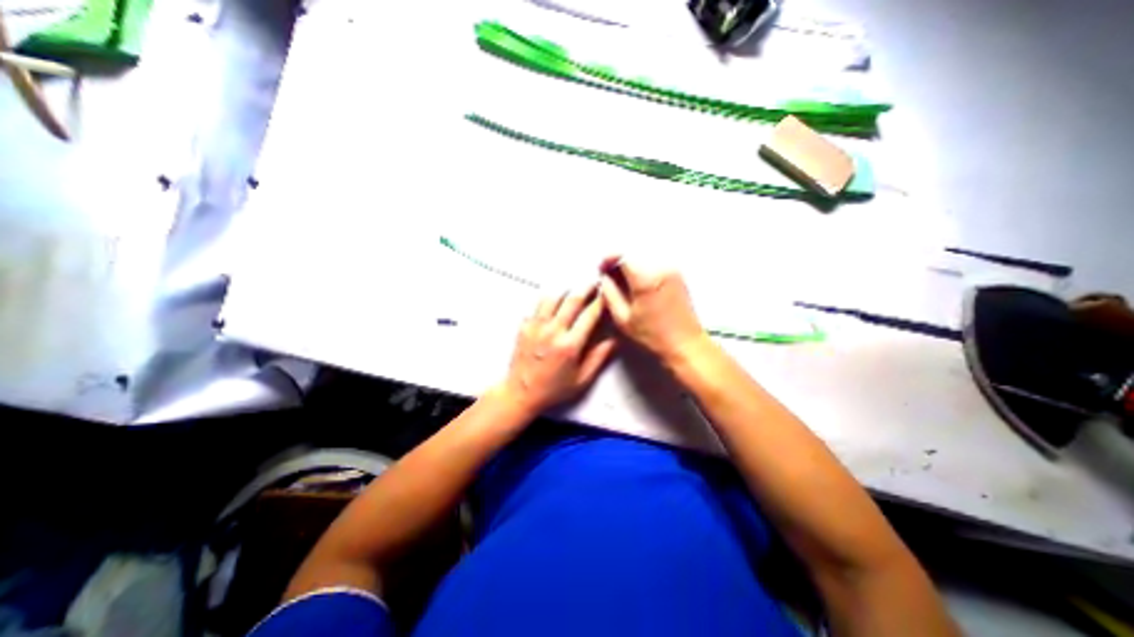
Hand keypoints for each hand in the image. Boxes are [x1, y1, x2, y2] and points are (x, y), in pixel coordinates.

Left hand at [499, 287, 616, 411]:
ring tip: (574, 291)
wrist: (520, 393)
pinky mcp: (524, 326)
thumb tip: (615, 339)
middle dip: (586, 288)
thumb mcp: (582, 379)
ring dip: (566, 291)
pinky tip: (554, 303)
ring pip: (553, 297)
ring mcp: (536, 326)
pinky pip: (538, 305)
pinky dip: (549, 300)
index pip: (590, 315)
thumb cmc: (553, 389)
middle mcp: (553, 331)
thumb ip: (599, 357)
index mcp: (570, 345)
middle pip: (572, 300)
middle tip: (594, 283)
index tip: (607, 294)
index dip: (600, 302)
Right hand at [598, 253, 705, 361]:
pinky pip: (654, 261)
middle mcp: (661, 269)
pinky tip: (637, 282)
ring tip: (622, 279)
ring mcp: (671, 270)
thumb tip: (604, 280)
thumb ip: (610, 294)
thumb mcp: (623, 319)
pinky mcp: (677, 274)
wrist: (685, 344)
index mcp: (646, 280)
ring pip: (644, 255)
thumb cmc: (656, 337)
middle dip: (618, 260)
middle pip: (633, 252)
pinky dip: (642, 267)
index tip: (602, 268)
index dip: (608, 259)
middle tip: (609, 274)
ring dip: (630, 263)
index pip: (623, 255)